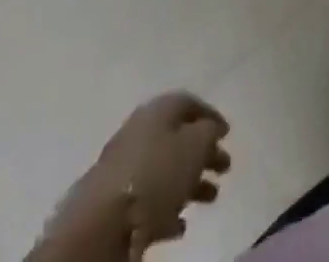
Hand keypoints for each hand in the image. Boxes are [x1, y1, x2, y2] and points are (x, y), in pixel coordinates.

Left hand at [38, 93, 231, 261]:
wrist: (101, 225)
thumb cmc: (155, 175)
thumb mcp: (195, 145)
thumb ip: (209, 133)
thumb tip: (211, 130)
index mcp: (158, 110)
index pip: (189, 103)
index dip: (211, 116)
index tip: (228, 133)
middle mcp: (140, 131)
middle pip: (178, 138)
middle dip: (203, 153)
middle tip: (225, 167)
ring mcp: (124, 168)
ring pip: (165, 170)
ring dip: (190, 183)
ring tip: (211, 198)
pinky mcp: (114, 204)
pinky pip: (148, 200)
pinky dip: (167, 208)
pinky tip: (180, 226)